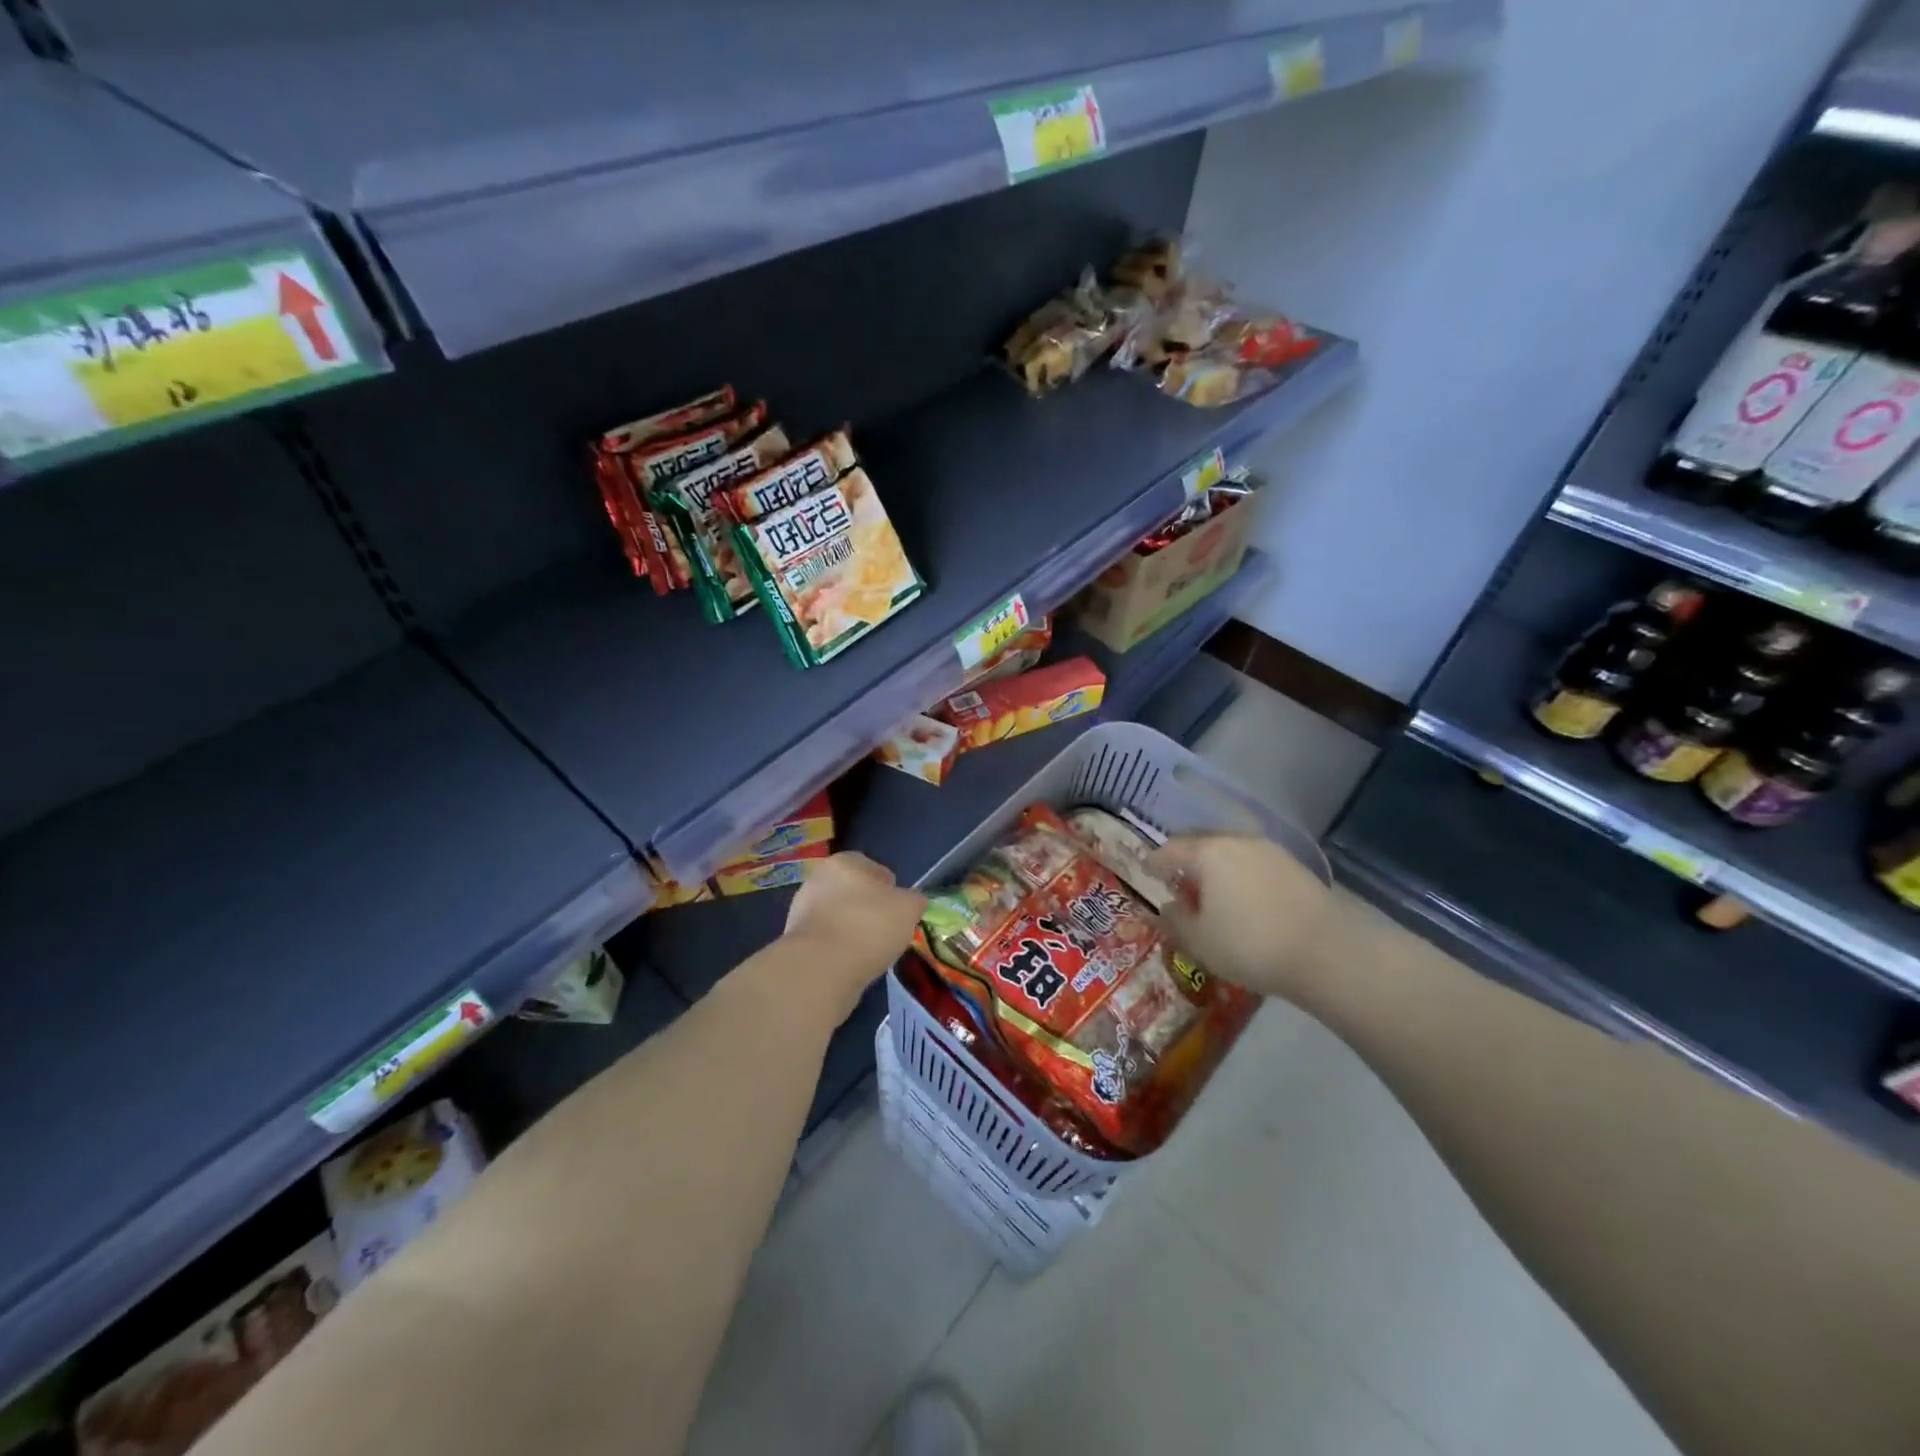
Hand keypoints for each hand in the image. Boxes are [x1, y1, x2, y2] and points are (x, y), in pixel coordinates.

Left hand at [783, 852, 926, 1016]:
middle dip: (868, 909)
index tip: (899, 911)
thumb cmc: (869, 926)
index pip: (874, 868)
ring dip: (852, 930)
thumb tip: (912, 902)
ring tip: (870, 953)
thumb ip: (914, 900)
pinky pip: (826, 940)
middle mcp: (818, 878)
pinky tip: (850, 964)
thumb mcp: (909, 908)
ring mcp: (801, 909)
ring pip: (838, 917)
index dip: (890, 889)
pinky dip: (838, 950)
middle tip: (886, 932)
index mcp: (844, 862)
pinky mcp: (794, 940)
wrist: (821, 968)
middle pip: (853, 892)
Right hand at [1152, 834, 1333, 1002]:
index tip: (1146, 872)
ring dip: (1216, 867)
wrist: (1328, 953)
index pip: (1170, 850)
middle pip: (1202, 844)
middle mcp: (1238, 841)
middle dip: (1186, 860)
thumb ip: (1175, 920)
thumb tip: (1168, 907)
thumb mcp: (1199, 941)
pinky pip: (1254, 864)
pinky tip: (1244, 899)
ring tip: (1212, 893)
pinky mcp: (1296, 868)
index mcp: (1208, 853)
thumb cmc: (1250, 944)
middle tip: (1178, 881)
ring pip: (1231, 852)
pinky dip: (1241, 875)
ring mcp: (1271, 852)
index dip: (1154, 862)